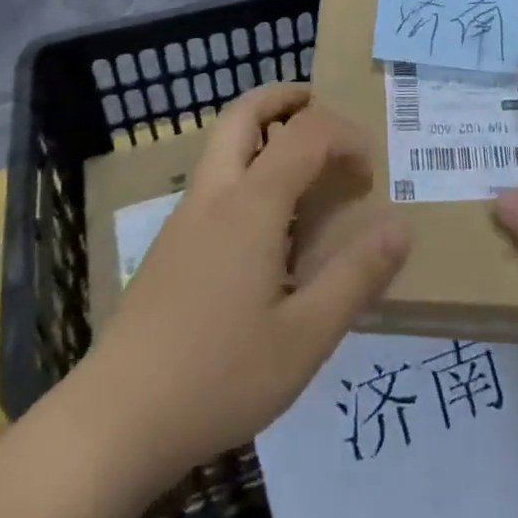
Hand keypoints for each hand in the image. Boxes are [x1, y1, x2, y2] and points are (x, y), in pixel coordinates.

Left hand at [83, 84, 410, 481]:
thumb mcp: (304, 337)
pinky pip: (214, 177)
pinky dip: (246, 164)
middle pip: (244, 113)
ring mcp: (185, 216)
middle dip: (285, 97)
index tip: (369, 174)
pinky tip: (266, 221)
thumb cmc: (218, 376)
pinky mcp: (171, 243)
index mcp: (251, 204)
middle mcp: (215, 194)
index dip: (345, 137)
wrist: (115, 421)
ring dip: (262, 128)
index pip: (306, 134)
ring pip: (222, 141)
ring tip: (301, 160)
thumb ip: (356, 276)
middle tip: (320, 107)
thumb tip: (401, 228)